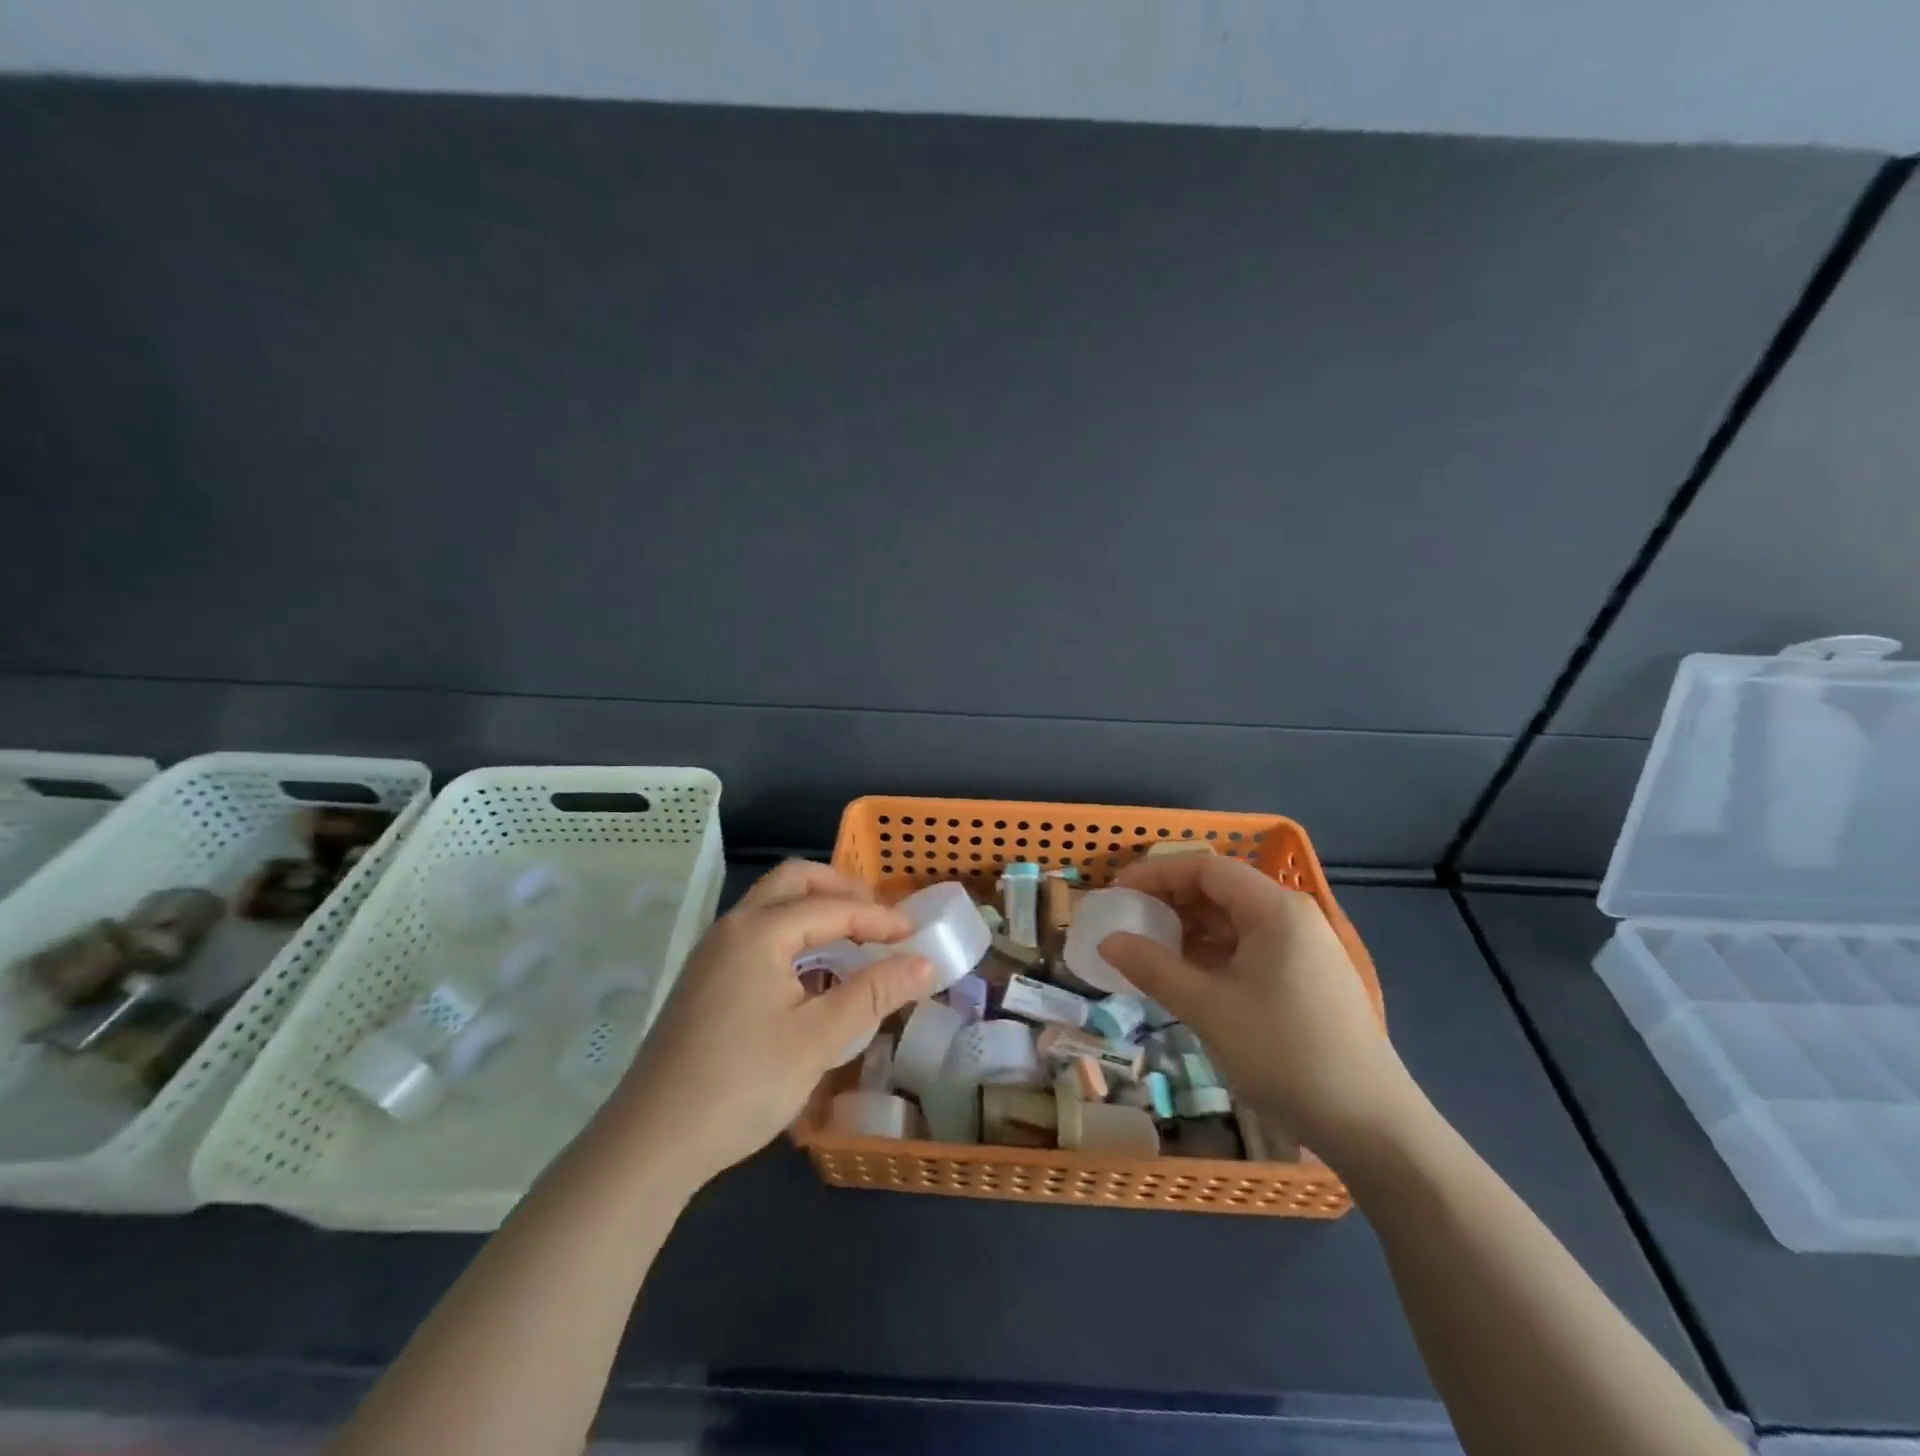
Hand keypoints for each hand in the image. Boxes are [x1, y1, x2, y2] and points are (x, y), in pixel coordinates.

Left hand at [598, 861, 932, 1189]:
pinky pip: (757, 933)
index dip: (879, 919)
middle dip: (842, 891)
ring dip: (815, 910)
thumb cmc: (742, 1084)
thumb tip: (924, 963)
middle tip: (879, 919)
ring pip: (772, 905)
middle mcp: (732, 927)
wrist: (651, 1143)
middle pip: (794, 882)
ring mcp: (713, 952)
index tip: (916, 936)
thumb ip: (874, 993)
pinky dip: (793, 934)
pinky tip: (812, 972)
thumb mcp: (818, 1039)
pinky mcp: (705, 979)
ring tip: (854, 940)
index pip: (832, 908)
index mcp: (760, 931)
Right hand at [1098, 855, 1420, 1153]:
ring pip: (1232, 921)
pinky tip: (1185, 977)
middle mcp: (1292, 916)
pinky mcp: (1304, 978)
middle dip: (1169, 901)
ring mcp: (1302, 948)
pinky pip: (1247, 948)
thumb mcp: (1208, 1008)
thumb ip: (1153, 968)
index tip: (1118, 894)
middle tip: (1127, 923)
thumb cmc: (1285, 1054)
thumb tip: (1107, 942)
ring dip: (1188, 930)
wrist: (1371, 1126)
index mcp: (1275, 909)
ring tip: (1148, 952)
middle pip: (1220, 890)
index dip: (1156, 873)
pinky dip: (1211, 954)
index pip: (1206, 868)